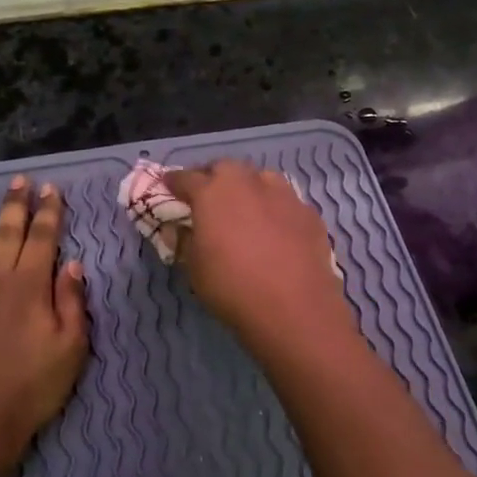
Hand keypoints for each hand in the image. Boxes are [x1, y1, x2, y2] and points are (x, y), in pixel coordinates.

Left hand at [0, 178, 88, 476]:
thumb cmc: (30, 389)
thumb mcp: (71, 349)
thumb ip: (72, 302)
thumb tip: (72, 264)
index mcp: (29, 286)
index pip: (42, 238)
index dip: (48, 212)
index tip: (51, 189)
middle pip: (5, 233)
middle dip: (15, 204)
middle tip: (19, 181)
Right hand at [163, 161, 352, 355]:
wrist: (294, 307)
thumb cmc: (232, 287)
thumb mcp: (194, 268)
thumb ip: (184, 241)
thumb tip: (179, 228)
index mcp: (212, 192)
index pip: (186, 178)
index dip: (174, 183)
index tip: (168, 187)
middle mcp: (248, 182)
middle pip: (225, 169)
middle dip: (213, 178)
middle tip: (207, 197)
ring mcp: (283, 194)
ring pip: (260, 179)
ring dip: (247, 188)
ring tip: (244, 208)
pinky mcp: (308, 211)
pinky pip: (285, 201)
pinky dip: (274, 208)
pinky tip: (275, 229)